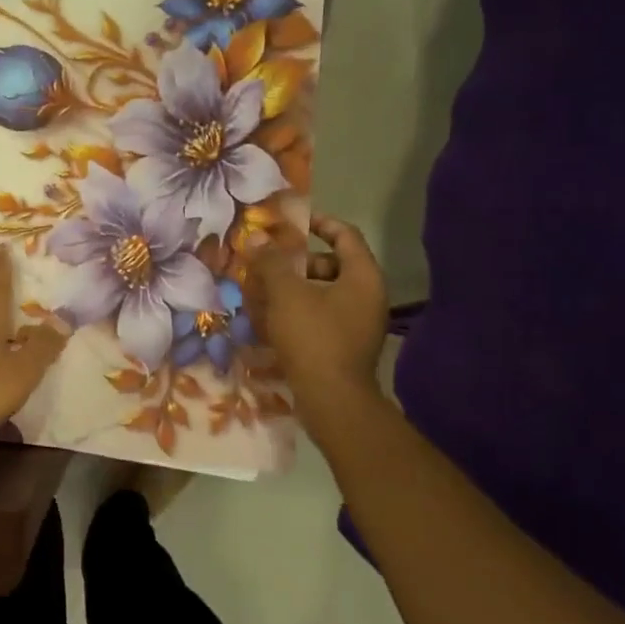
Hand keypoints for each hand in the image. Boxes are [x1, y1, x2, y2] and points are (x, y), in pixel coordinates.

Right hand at [246, 215, 387, 401]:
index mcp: (362, 276)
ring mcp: (358, 324)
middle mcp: (367, 296)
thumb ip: (272, 263)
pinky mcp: (345, 347)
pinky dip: (297, 314)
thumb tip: (257, 237)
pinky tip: (269, 321)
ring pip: (322, 294)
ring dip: (292, 290)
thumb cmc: (313, 338)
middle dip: (296, 263)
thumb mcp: (286, 294)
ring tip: (260, 292)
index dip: (318, 222)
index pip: (345, 234)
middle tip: (267, 263)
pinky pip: (320, 318)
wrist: (332, 401)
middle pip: (331, 265)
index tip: (290, 222)